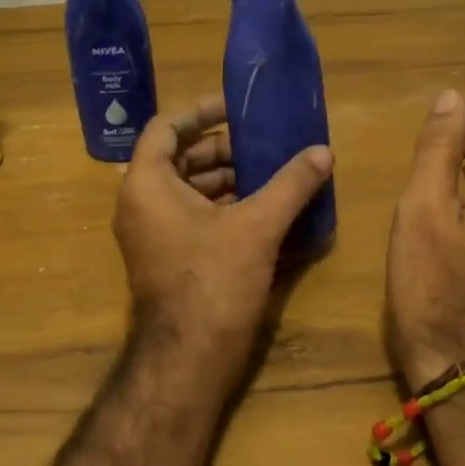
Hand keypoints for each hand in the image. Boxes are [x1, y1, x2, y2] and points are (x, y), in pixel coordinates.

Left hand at [115, 96, 333, 375]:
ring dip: (227, 178)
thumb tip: (323, 152)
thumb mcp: (257, 226)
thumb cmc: (214, 281)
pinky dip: (223, 206)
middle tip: (265, 144)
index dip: (200, 111)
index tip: (236, 108)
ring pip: (188, 189)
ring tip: (272, 174)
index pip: (165, 127)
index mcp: (147, 184)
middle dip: (223, 149)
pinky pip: (192, 215)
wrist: (189, 357)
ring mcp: (152, 232)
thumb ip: (291, 184)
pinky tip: (263, 208)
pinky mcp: (167, 256)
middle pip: (180, 157)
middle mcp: (141, 203)